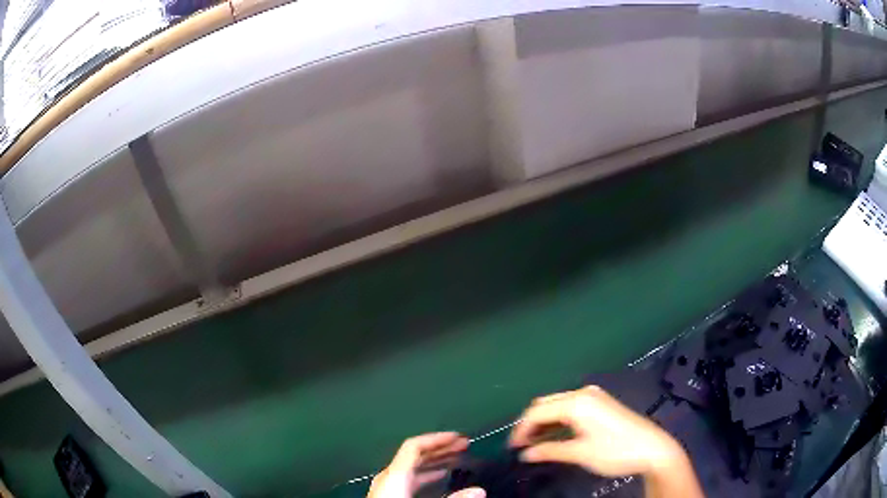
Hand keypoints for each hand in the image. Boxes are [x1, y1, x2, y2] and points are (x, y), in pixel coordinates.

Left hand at [368, 432, 484, 497]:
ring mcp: (386, 486)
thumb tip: (479, 491)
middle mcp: (389, 477)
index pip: (415, 446)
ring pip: (412, 467)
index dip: (437, 439)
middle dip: (440, 448)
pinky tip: (438, 477)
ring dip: (435, 461)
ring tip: (456, 459)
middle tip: (463, 445)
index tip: (459, 438)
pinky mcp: (388, 495)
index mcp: (395, 475)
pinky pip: (409, 478)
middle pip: (414, 455)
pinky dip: (427, 473)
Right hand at [509, 386, 684, 476]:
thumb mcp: (580, 453)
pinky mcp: (600, 403)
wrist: (652, 448)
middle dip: (530, 424)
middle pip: (545, 404)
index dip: (521, 429)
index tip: (512, 448)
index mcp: (576, 402)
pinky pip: (570, 408)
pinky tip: (554, 435)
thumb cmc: (615, 451)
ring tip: (534, 444)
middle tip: (521, 446)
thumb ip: (549, 451)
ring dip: (543, 422)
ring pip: (557, 405)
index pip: (537, 411)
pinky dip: (558, 421)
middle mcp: (583, 393)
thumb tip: (524, 454)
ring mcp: (593, 397)